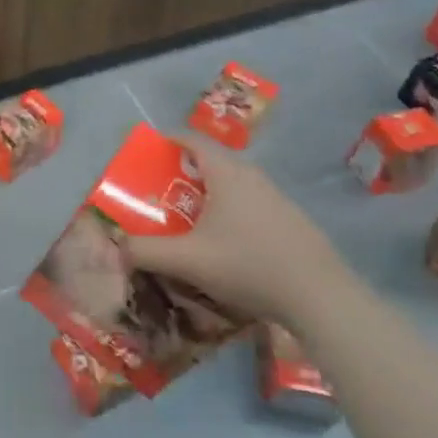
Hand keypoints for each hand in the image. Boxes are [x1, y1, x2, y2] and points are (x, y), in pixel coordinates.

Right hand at [125, 132, 349, 324]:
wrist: (320, 297)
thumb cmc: (248, 265)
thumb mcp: (188, 260)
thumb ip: (146, 252)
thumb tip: (116, 247)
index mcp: (226, 173)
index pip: (192, 140)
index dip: (168, 140)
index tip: (149, 152)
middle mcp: (252, 176)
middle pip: (213, 161)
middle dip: (185, 172)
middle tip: (163, 192)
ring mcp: (277, 198)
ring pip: (234, 184)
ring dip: (210, 194)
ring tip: (191, 219)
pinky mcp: (292, 221)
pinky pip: (252, 204)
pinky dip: (232, 212)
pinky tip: (228, 244)